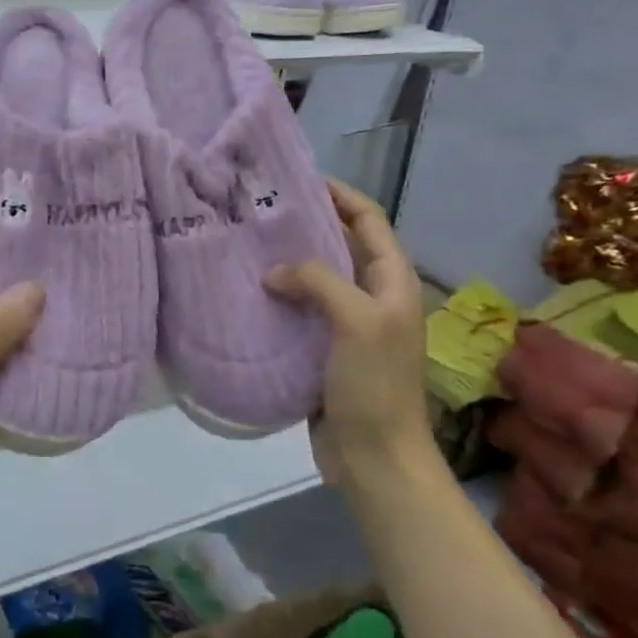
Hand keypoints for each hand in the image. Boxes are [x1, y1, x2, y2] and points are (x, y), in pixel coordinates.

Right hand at [264, 179, 434, 492]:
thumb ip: (319, 282)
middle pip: (340, 245)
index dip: (340, 195)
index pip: (369, 220)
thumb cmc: (375, 385)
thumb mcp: (358, 322)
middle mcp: (372, 296)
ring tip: (245, 244)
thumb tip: (274, 272)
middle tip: (259, 210)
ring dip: (287, 261)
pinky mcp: (323, 349)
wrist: (375, 457)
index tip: (297, 179)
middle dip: (306, 224)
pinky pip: (300, 311)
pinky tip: (247, 292)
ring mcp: (348, 324)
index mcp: (393, 281)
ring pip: (316, 278)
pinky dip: (278, 297)